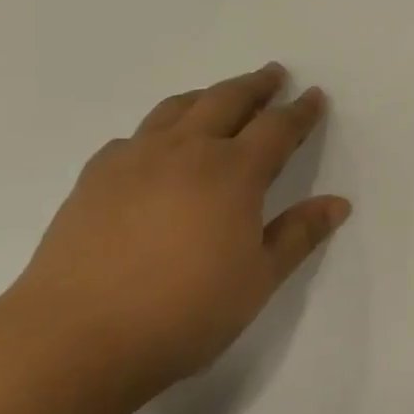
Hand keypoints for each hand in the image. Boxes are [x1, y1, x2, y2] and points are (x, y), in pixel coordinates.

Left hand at [9, 65, 348, 398]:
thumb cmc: (183, 312)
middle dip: (256, 85)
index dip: (300, 110)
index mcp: (234, 172)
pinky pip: (136, 135)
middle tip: (273, 74)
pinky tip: (156, 147)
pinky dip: (159, 129)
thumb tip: (338, 203)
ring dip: (208, 95)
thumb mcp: (258, 279)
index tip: (313, 95)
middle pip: (228, 100)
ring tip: (219, 96)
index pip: (278, 127)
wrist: (74, 339)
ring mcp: (136, 158)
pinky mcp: (96, 176)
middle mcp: (187, 150)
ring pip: (178, 107)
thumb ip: (299, 235)